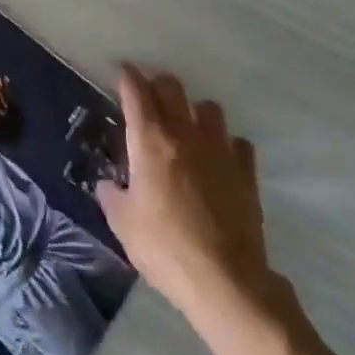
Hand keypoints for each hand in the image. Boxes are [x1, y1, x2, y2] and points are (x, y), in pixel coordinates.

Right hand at [98, 66, 276, 327]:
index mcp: (150, 140)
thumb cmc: (165, 249)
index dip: (127, 77)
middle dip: (158, 86)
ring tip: (188, 130)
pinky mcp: (246, 171)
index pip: (136, 90)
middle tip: (150, 101)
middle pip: (172, 86)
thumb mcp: (123, 224)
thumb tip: (108, 184)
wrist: (225, 281)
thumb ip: (112, 196)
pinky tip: (220, 161)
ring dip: (195, 112)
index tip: (122, 73)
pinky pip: (238, 142)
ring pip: (209, 107)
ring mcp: (219, 149)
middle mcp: (184, 133)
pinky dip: (227, 145)